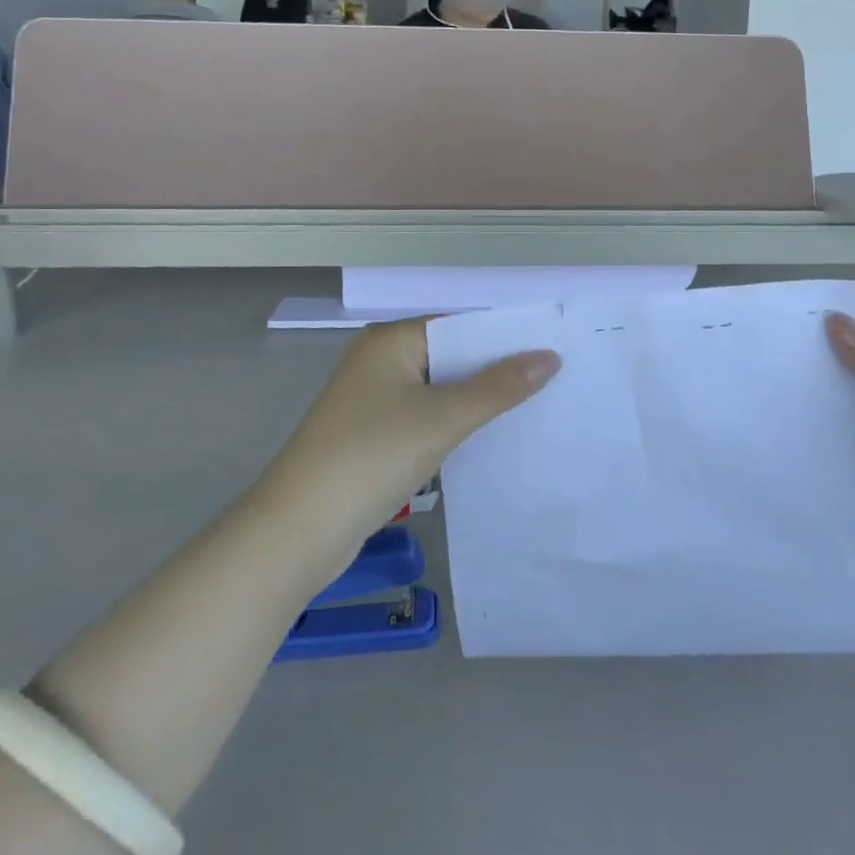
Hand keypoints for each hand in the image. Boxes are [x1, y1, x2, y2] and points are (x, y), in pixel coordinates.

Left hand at [254, 319, 559, 576]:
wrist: (298, 530)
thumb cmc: (371, 456)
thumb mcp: (442, 418)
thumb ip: (499, 387)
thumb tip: (550, 357)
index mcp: (391, 340)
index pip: (460, 324)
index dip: (505, 336)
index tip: (553, 347)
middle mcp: (381, 360)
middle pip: (452, 356)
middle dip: (497, 370)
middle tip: (555, 378)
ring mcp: (374, 399)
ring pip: (440, 389)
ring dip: (479, 400)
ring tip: (536, 405)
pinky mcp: (373, 435)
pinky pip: (426, 417)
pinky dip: (456, 424)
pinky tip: (491, 437)